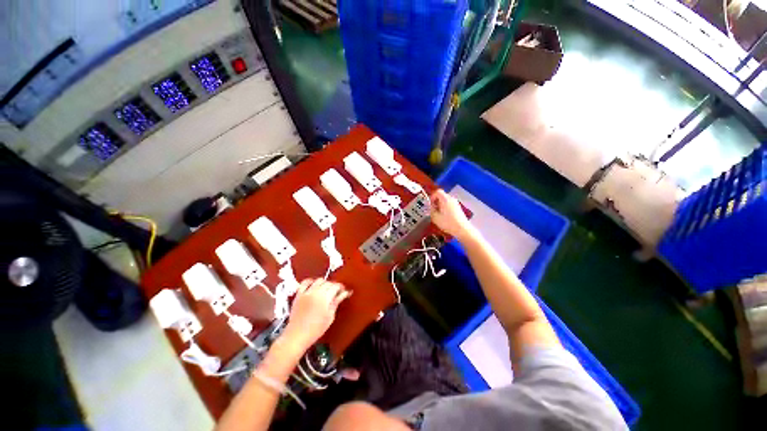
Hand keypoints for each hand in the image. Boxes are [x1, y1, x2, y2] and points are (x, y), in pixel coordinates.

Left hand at [282, 279, 350, 352]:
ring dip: (324, 283)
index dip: (341, 288)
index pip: (336, 286)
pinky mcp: (299, 295)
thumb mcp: (330, 317)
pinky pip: (305, 283)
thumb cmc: (315, 330)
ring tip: (326, 290)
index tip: (343, 291)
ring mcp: (306, 293)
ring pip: (319, 280)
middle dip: (334, 286)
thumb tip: (344, 294)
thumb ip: (337, 302)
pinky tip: (313, 284)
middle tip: (336, 292)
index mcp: (325, 298)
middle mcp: (316, 292)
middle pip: (328, 283)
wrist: (297, 336)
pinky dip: (310, 281)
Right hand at [430, 189, 474, 240]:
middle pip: (442, 196)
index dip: (432, 196)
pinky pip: (450, 205)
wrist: (462, 229)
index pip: (437, 192)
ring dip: (440, 205)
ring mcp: (456, 204)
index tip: (430, 204)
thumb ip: (431, 210)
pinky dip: (445, 208)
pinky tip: (444, 217)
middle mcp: (451, 199)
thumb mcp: (435, 217)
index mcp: (445, 199)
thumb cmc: (448, 223)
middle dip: (436, 202)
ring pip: (446, 201)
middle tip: (433, 210)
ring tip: (438, 214)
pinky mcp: (458, 209)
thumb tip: (430, 207)